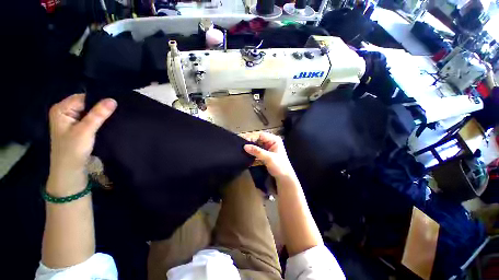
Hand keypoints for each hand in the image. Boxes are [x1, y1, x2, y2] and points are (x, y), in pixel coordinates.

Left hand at [47, 94, 116, 195]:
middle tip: (117, 111)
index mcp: (61, 109)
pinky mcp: (78, 127)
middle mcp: (65, 111)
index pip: (84, 97)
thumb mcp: (86, 131)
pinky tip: (109, 122)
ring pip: (90, 111)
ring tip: (115, 116)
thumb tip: (113, 100)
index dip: (99, 100)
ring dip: (102, 114)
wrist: (70, 170)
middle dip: (101, 107)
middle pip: (87, 104)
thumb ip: (98, 115)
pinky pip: (91, 118)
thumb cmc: (73, 150)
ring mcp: (71, 119)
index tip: (116, 104)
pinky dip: (100, 120)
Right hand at [243, 132, 295, 179]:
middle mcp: (271, 142)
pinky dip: (253, 154)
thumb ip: (257, 151)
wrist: (284, 178)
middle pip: (258, 140)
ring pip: (257, 146)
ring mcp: (268, 148)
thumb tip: (245, 146)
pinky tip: (247, 156)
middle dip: (251, 144)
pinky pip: (257, 151)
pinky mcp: (265, 154)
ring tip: (243, 152)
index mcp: (274, 140)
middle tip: (242, 148)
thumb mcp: (268, 158)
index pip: (261, 135)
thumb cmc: (280, 166)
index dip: (253, 139)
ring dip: (251, 149)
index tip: (245, 143)